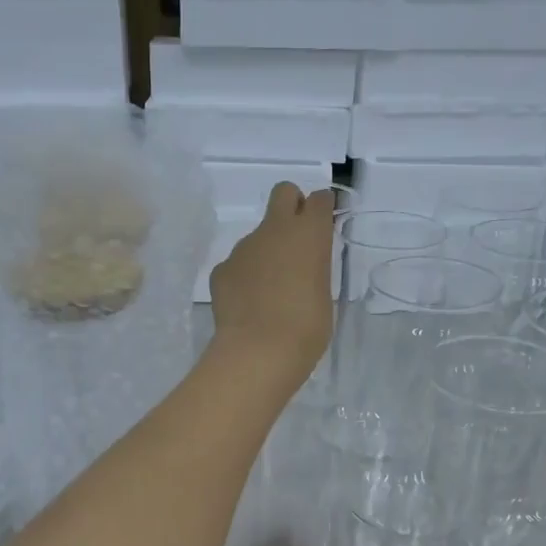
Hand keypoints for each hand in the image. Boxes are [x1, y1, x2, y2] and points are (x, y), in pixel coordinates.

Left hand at [206, 184, 333, 389]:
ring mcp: (243, 248)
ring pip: (257, 237)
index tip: (323, 228)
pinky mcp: (221, 269)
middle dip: (290, 207)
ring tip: (268, 293)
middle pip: (283, 193)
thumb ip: (314, 271)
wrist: (258, 351)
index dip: (322, 210)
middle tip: (294, 242)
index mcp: (309, 234)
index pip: (320, 200)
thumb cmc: (306, 329)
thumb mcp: (323, 296)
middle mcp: (275, 230)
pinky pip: (236, 265)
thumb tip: (300, 270)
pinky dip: (243, 278)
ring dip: (264, 253)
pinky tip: (247, 305)